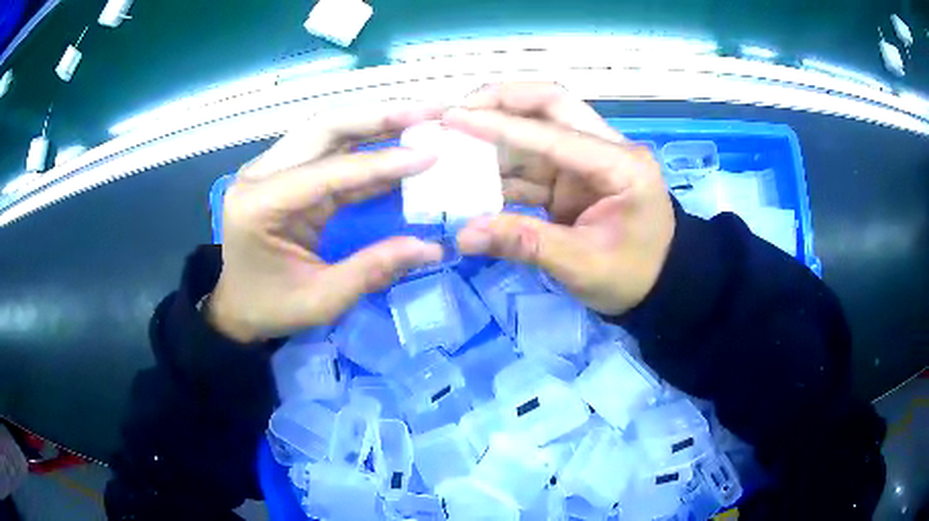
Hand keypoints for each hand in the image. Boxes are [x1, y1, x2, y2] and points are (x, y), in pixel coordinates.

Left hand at [207, 103, 444, 342]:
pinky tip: (398, 142)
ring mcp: (270, 169)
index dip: (381, 162)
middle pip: (324, 127)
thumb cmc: (271, 307)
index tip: (430, 154)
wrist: (237, 307)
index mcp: (259, 205)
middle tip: (430, 111)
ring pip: (327, 130)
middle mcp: (259, 175)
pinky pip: (329, 151)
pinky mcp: (285, 174)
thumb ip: (373, 269)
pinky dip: (365, 145)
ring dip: (375, 121)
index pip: (327, 171)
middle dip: (380, 116)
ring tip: (421, 115)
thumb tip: (432, 247)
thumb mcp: (322, 299)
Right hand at [443, 82, 674, 314]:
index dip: (501, 124)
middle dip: (502, 101)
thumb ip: (525, 244)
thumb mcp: (582, 265)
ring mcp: (587, 161)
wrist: (660, 287)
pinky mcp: (573, 178)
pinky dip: (501, 167)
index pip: (554, 133)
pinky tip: (471, 172)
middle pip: (551, 105)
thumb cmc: (633, 276)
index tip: (453, 117)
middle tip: (456, 111)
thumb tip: (464, 235)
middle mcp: (604, 149)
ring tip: (452, 138)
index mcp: (619, 164)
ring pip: (537, 130)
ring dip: (496, 134)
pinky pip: (533, 162)